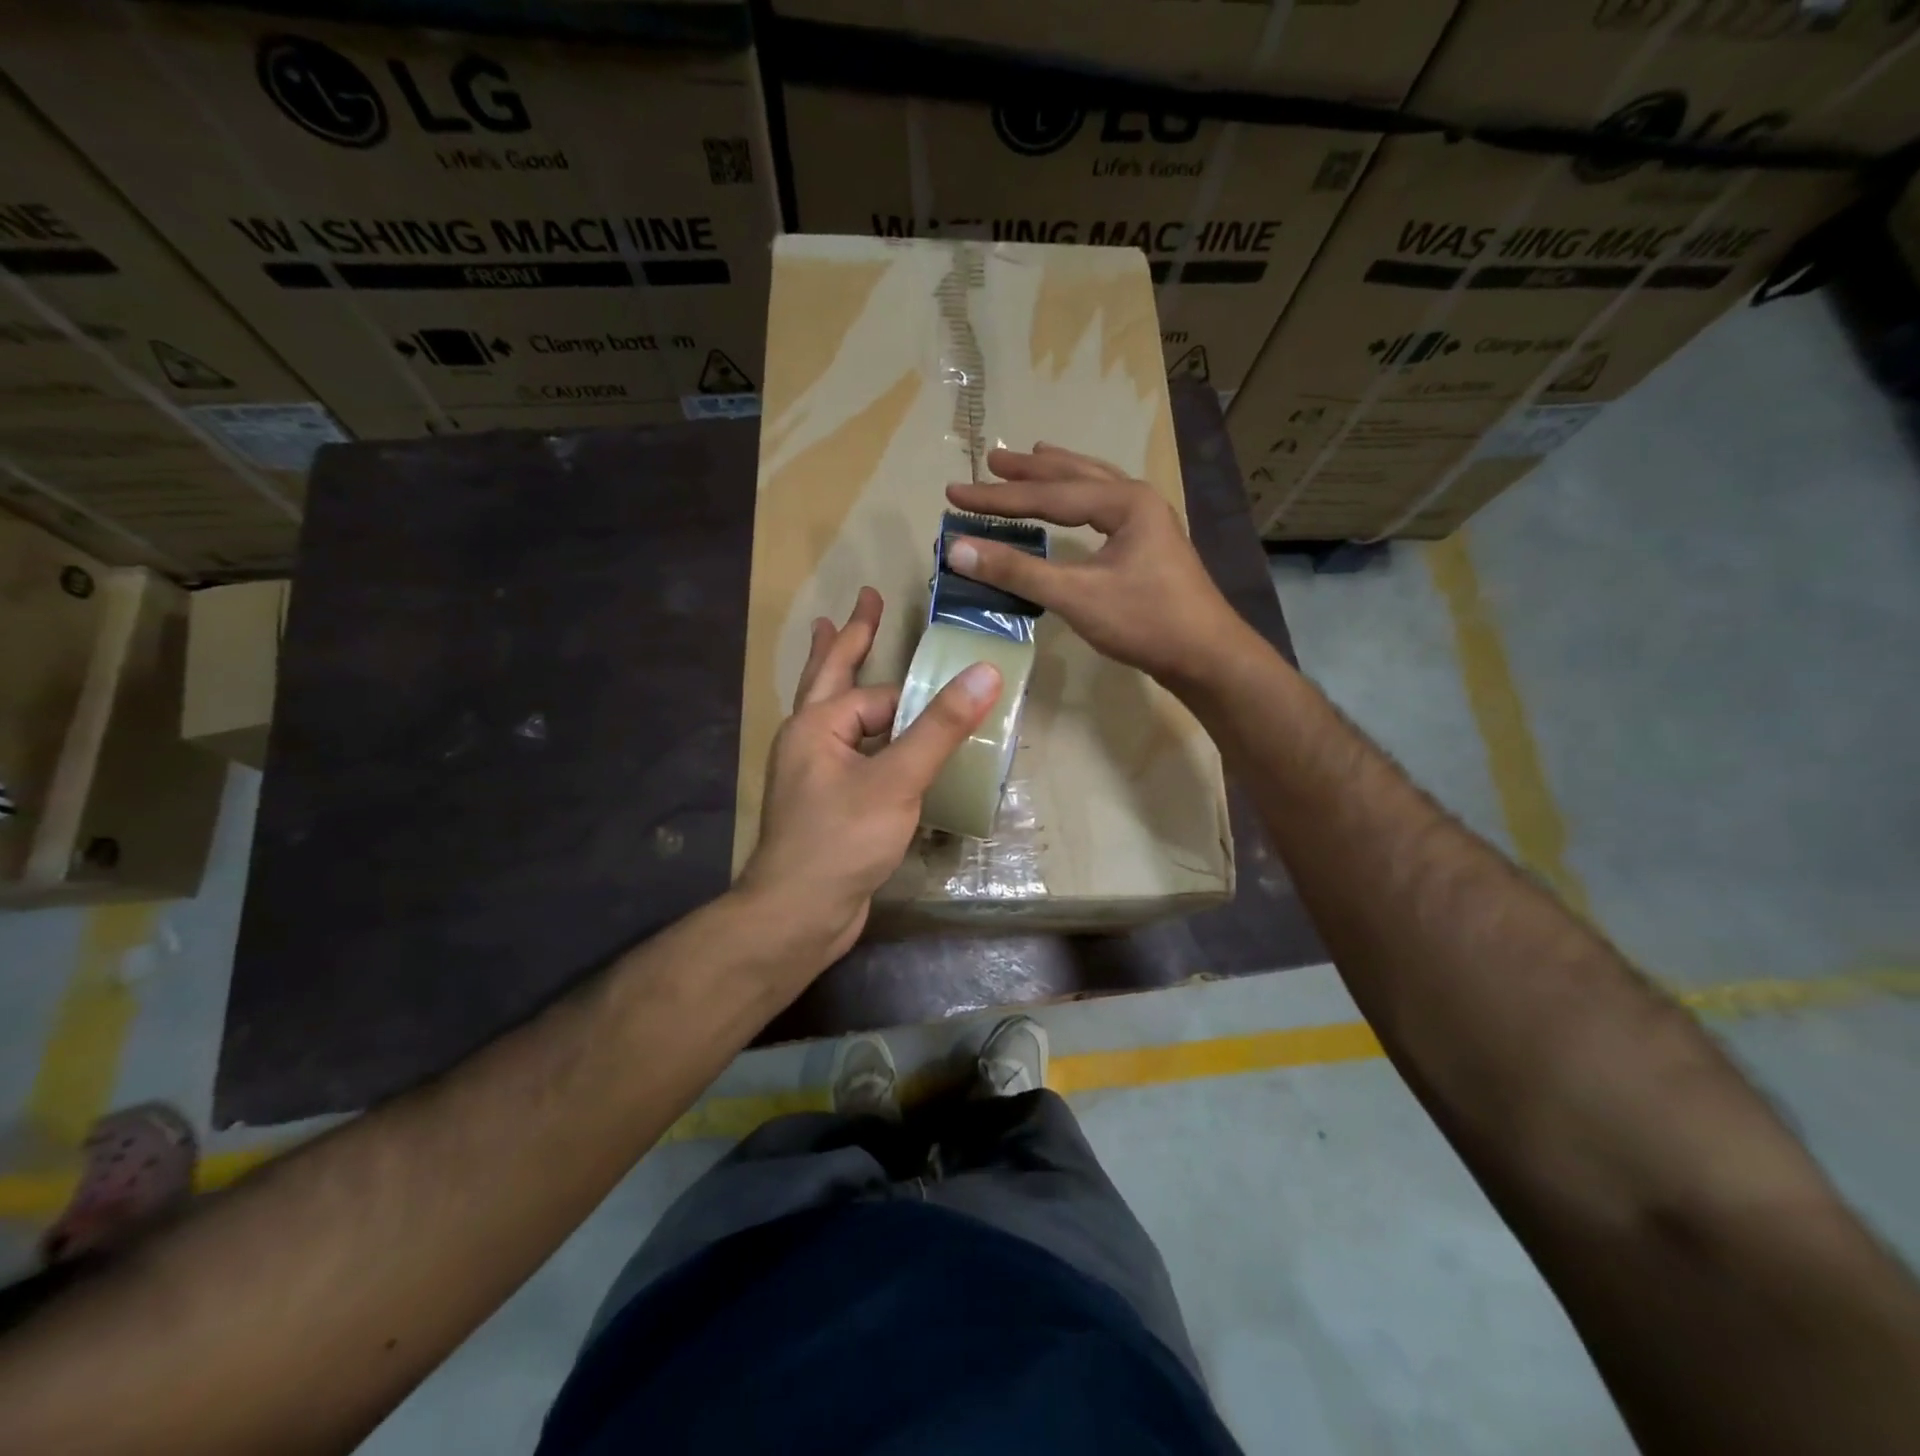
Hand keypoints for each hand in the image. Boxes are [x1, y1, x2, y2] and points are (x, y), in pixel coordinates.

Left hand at [738, 587, 1001, 963]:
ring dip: (850, 684)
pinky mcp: (826, 806)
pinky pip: (852, 756)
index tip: (956, 690)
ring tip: (847, 650)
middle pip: (831, 677)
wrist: (798, 915)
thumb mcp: (897, 780)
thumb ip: (940, 727)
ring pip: (839, 718)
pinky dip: (867, 739)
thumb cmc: (841, 840)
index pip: (879, 695)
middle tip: (865, 600)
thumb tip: (984, 673)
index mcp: (817, 725)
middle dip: (848, 637)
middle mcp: (809, 742)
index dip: (917, 696)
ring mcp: (814, 775)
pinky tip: (878, 745)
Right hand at [945, 443, 1256, 689]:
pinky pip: (1105, 508)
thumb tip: (958, 550)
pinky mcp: (1150, 546)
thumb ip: (1018, 572)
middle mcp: (1138, 501)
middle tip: (992, 461)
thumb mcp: (1076, 596)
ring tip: (1032, 457)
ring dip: (1059, 474)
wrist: (1207, 656)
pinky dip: (1080, 498)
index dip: (997, 497)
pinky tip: (1077, 506)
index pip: (1047, 495)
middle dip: (1030, 470)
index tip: (954, 493)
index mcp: (1124, 503)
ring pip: (1094, 486)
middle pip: (1074, 476)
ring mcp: (1148, 523)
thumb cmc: (1145, 622)